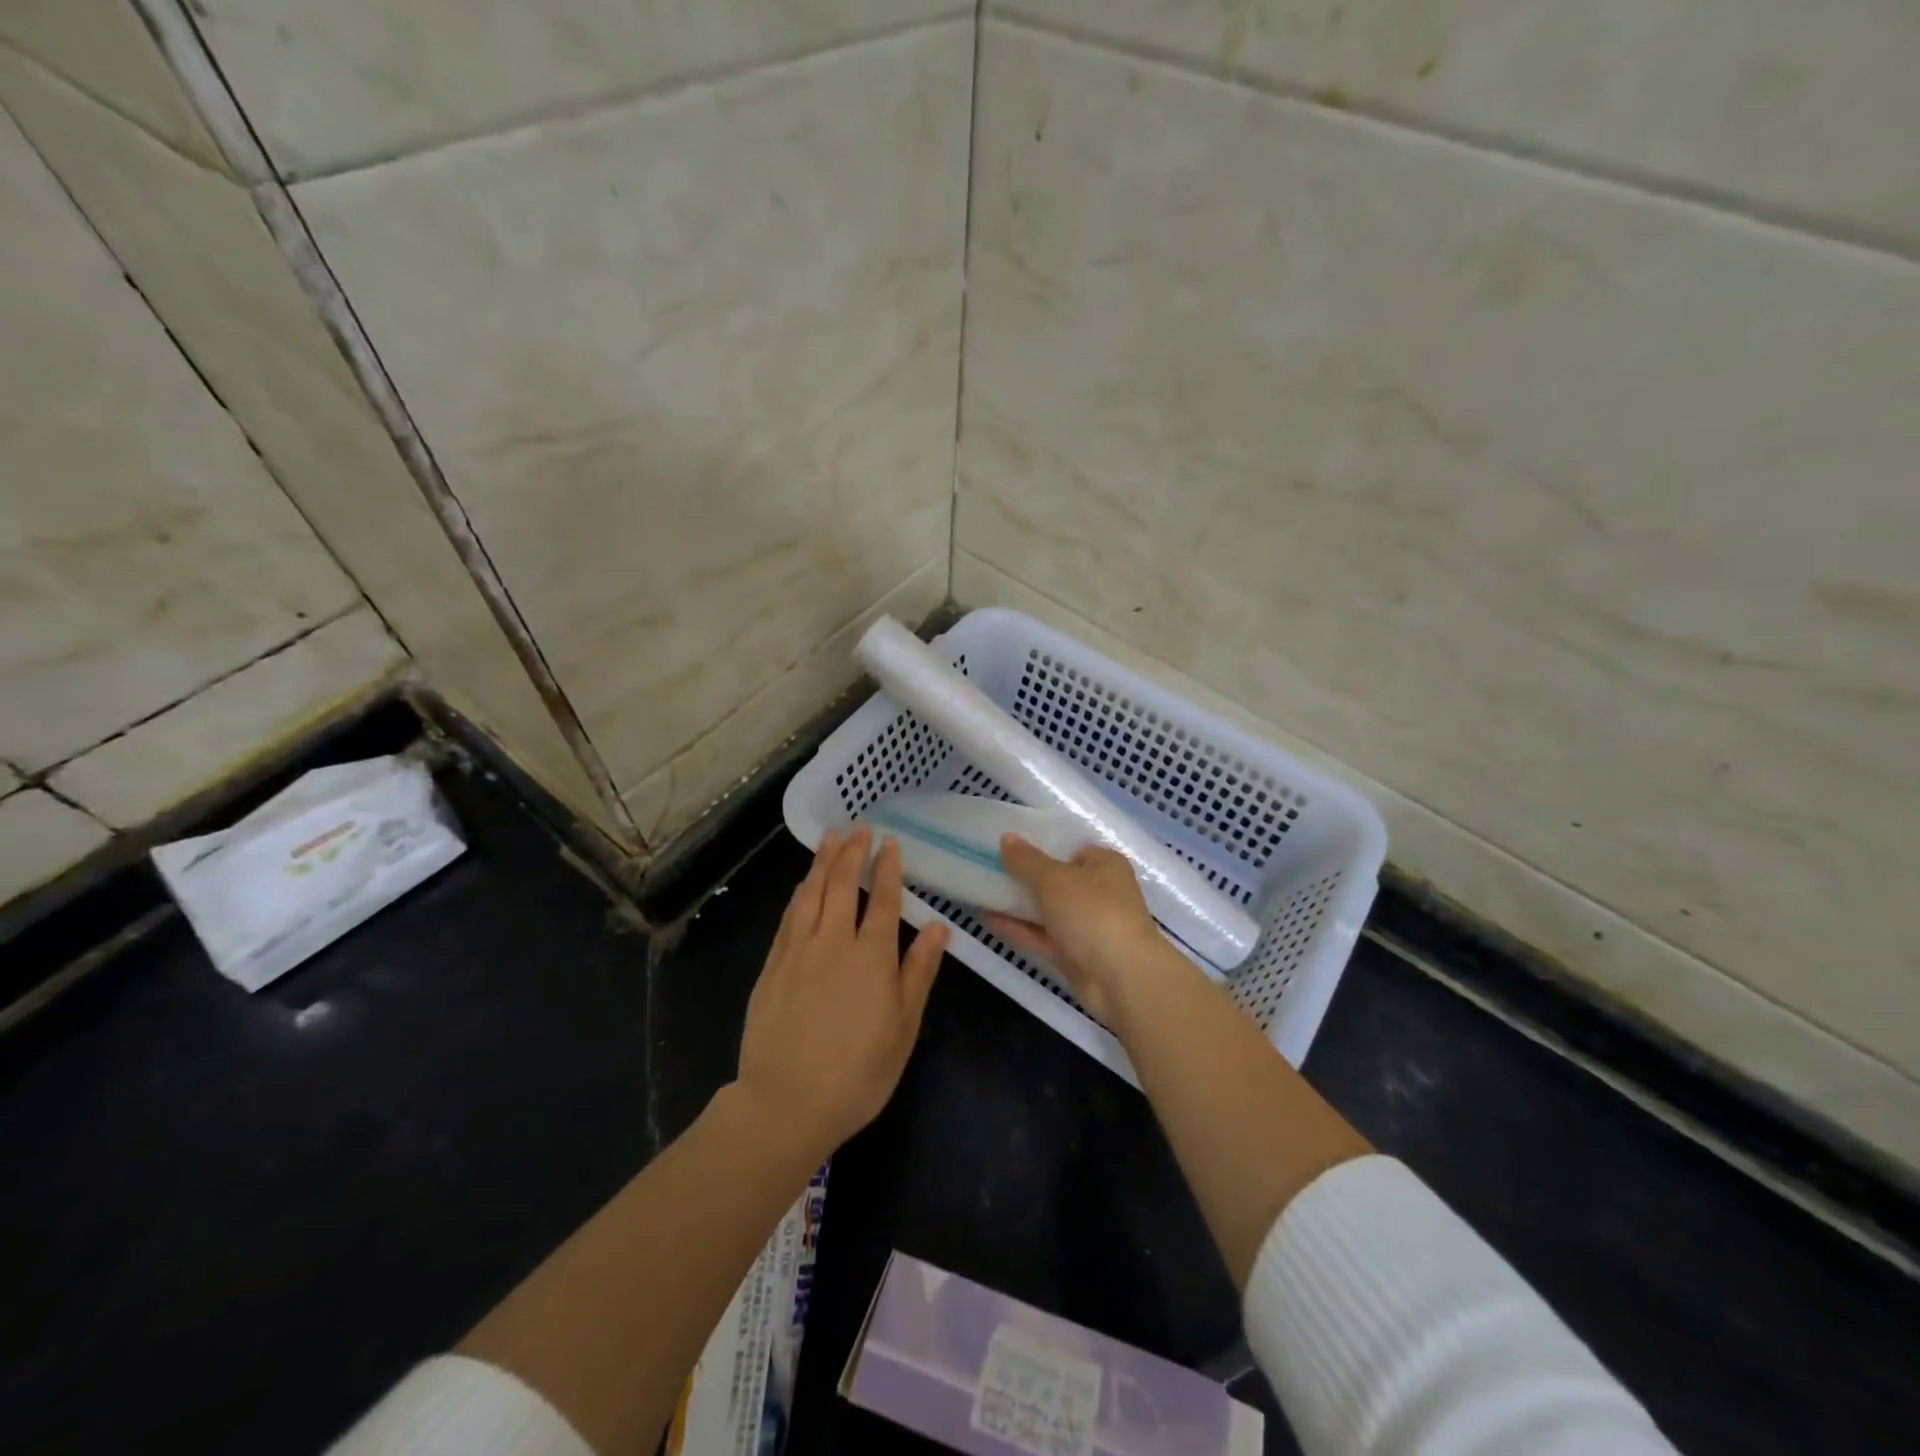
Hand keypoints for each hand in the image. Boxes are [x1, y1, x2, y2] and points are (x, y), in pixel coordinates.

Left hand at [735, 827, 947, 1158]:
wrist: (786, 1103)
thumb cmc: (858, 1072)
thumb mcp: (903, 1027)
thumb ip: (918, 972)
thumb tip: (938, 927)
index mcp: (871, 956)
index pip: (883, 899)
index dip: (887, 868)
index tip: (890, 843)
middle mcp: (834, 942)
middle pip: (844, 885)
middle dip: (853, 853)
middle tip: (859, 827)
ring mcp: (798, 951)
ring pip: (812, 894)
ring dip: (823, 863)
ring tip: (831, 838)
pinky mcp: (772, 967)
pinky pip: (789, 917)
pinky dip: (799, 893)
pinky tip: (803, 884)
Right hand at [988, 836, 1194, 1026]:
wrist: (1121, 978)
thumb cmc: (1092, 913)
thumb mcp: (1054, 879)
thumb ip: (1027, 860)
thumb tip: (1006, 838)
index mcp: (1105, 864)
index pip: (1071, 849)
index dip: (1042, 847)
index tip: (1009, 847)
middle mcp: (1100, 892)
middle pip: (1057, 880)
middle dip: (1025, 877)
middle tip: (988, 868)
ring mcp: (1088, 926)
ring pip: (1048, 910)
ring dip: (1018, 904)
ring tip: (979, 892)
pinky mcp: (1076, 955)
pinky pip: (1043, 936)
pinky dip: (1020, 928)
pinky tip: (988, 919)